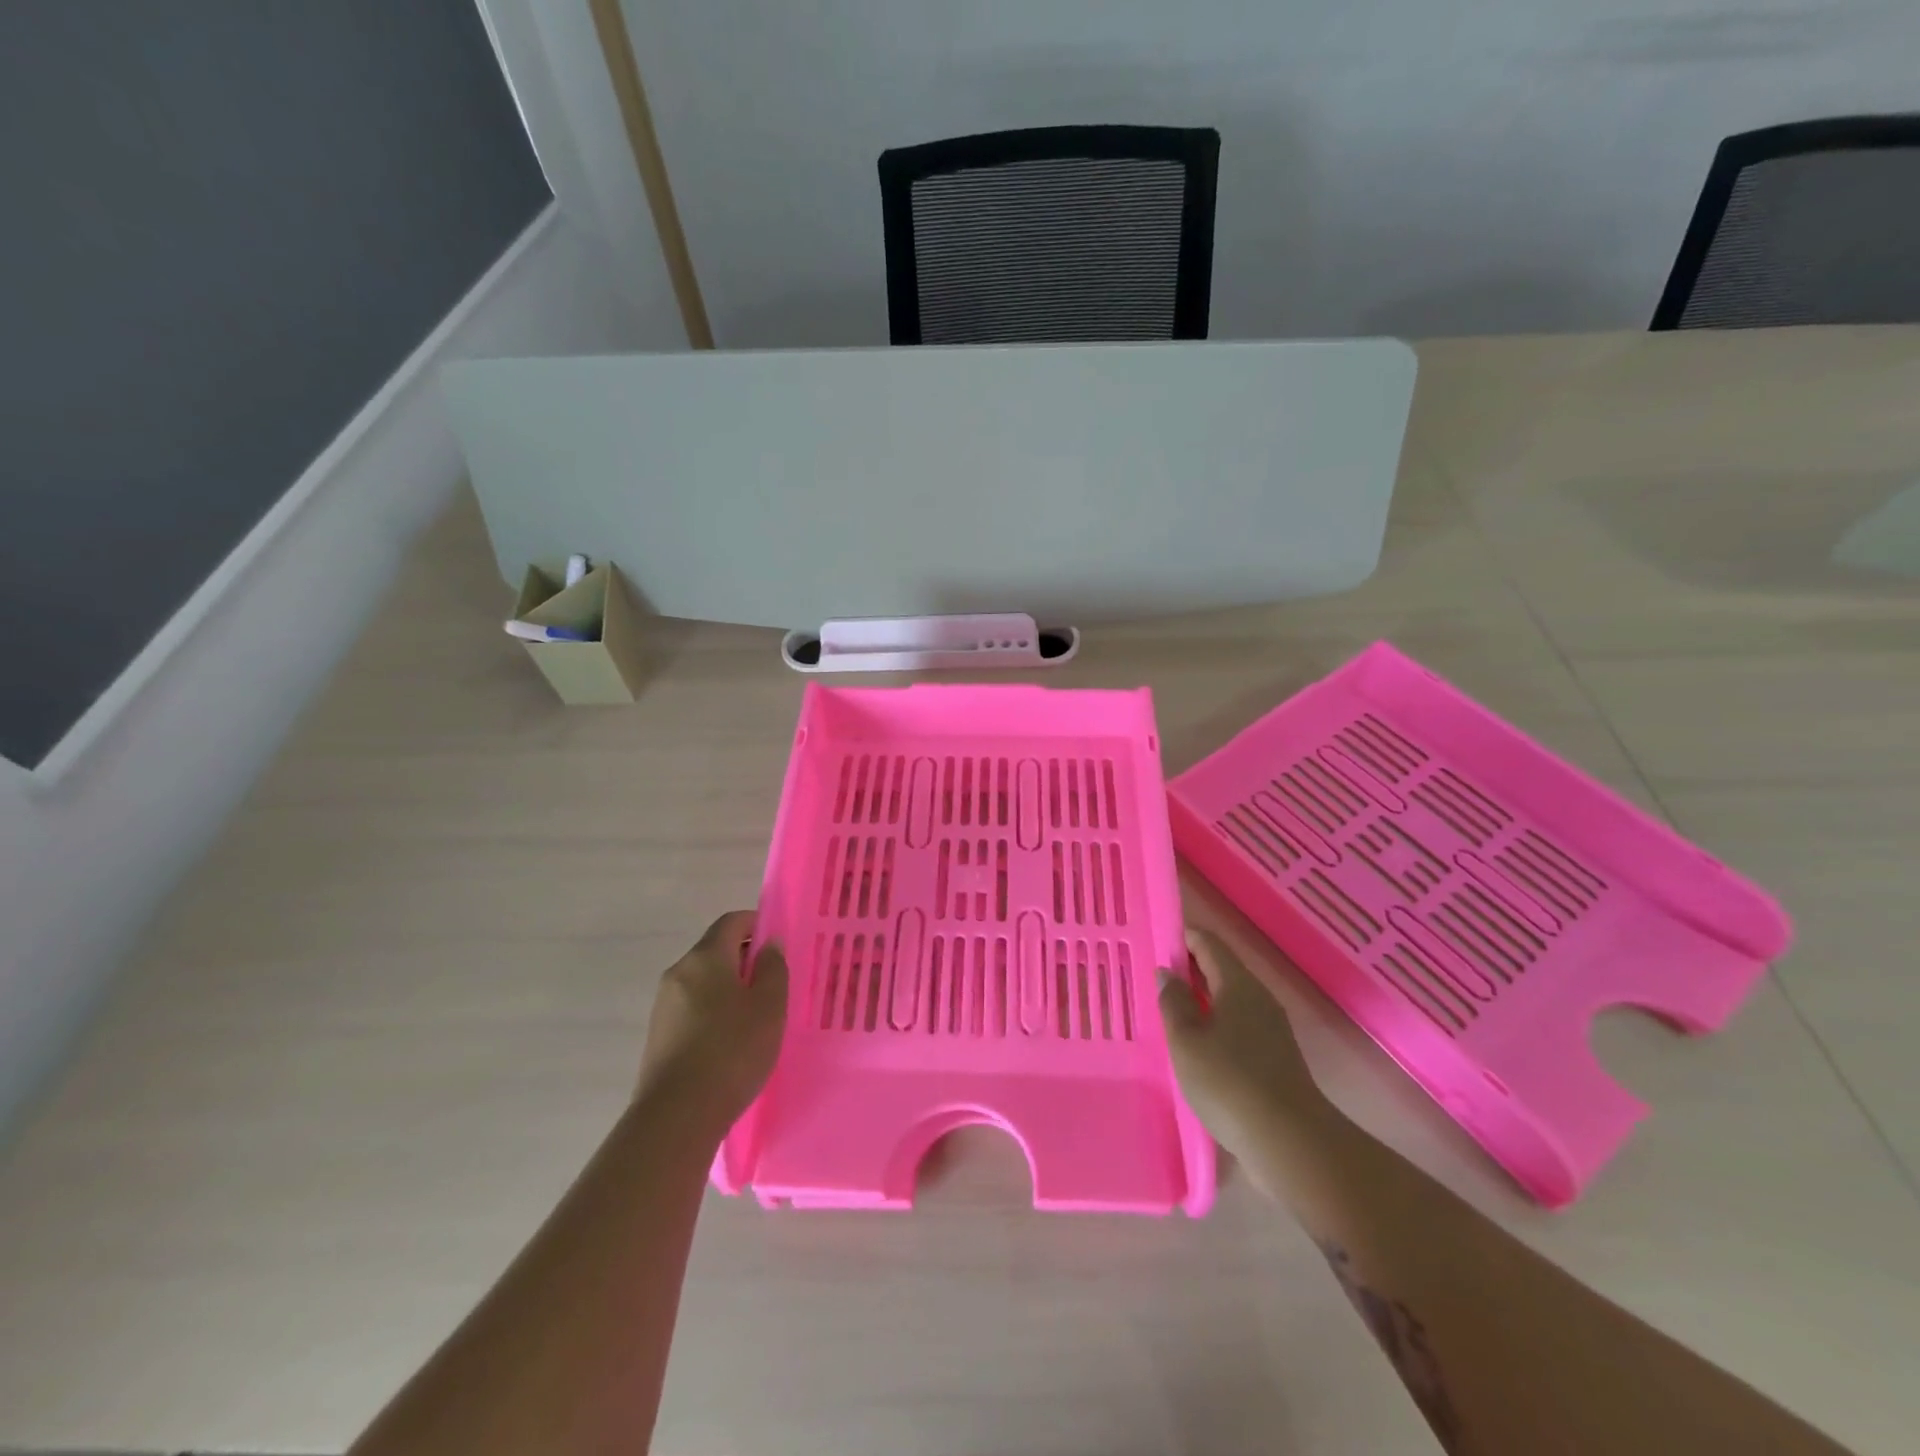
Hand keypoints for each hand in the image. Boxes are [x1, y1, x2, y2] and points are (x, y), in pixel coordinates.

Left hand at [638, 911, 788, 1129]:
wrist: (677, 1116)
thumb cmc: (732, 1050)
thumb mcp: (769, 1006)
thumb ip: (773, 968)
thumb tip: (769, 944)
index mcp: (705, 957)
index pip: (732, 921)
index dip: (757, 924)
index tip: (779, 944)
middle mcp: (678, 972)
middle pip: (715, 950)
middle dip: (745, 959)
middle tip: (774, 984)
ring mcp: (663, 1005)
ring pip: (704, 982)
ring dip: (729, 988)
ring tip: (756, 1017)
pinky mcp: (658, 1035)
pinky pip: (692, 1008)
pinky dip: (714, 1012)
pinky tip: (731, 1042)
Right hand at [1160, 928, 1331, 1160]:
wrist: (1291, 1143)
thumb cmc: (1229, 1081)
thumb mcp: (1186, 1039)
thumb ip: (1173, 1002)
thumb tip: (1167, 973)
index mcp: (1238, 984)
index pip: (1208, 944)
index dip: (1182, 938)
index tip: (1156, 944)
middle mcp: (1258, 998)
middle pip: (1221, 969)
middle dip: (1189, 969)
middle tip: (1156, 980)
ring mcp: (1271, 1029)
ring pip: (1230, 999)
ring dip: (1201, 999)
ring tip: (1170, 1013)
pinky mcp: (1275, 1057)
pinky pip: (1239, 1025)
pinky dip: (1215, 1024)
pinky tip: (1197, 1046)